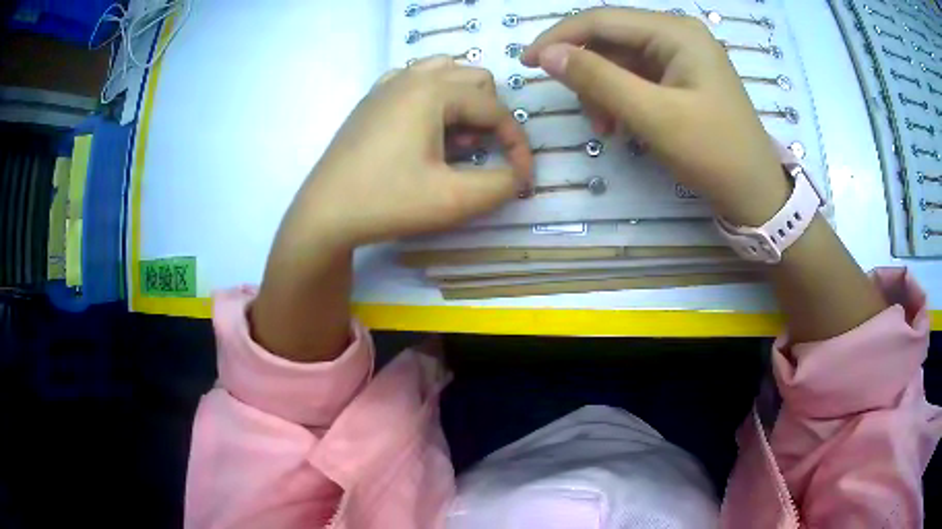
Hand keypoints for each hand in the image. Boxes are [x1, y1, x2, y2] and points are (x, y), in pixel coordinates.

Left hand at [296, 56, 532, 248]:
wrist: (324, 214)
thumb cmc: (387, 201)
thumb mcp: (454, 199)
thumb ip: (501, 184)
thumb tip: (518, 174)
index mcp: (433, 91)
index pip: (495, 109)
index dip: (517, 144)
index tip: (522, 177)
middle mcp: (411, 77)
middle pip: (475, 79)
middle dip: (490, 116)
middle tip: (477, 153)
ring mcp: (386, 85)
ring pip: (445, 73)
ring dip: (463, 102)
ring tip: (454, 139)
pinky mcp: (371, 100)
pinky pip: (414, 81)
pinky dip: (434, 97)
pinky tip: (424, 128)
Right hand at [522, 7, 788, 224]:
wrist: (755, 193)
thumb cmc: (713, 153)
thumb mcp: (654, 116)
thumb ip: (598, 79)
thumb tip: (548, 54)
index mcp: (675, 32)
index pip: (602, 20)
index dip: (560, 38)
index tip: (527, 63)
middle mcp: (677, 35)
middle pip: (611, 39)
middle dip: (588, 72)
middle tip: (585, 112)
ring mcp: (681, 57)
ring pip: (621, 61)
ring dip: (603, 90)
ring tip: (607, 127)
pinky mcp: (682, 79)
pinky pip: (637, 78)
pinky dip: (622, 99)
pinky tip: (623, 125)